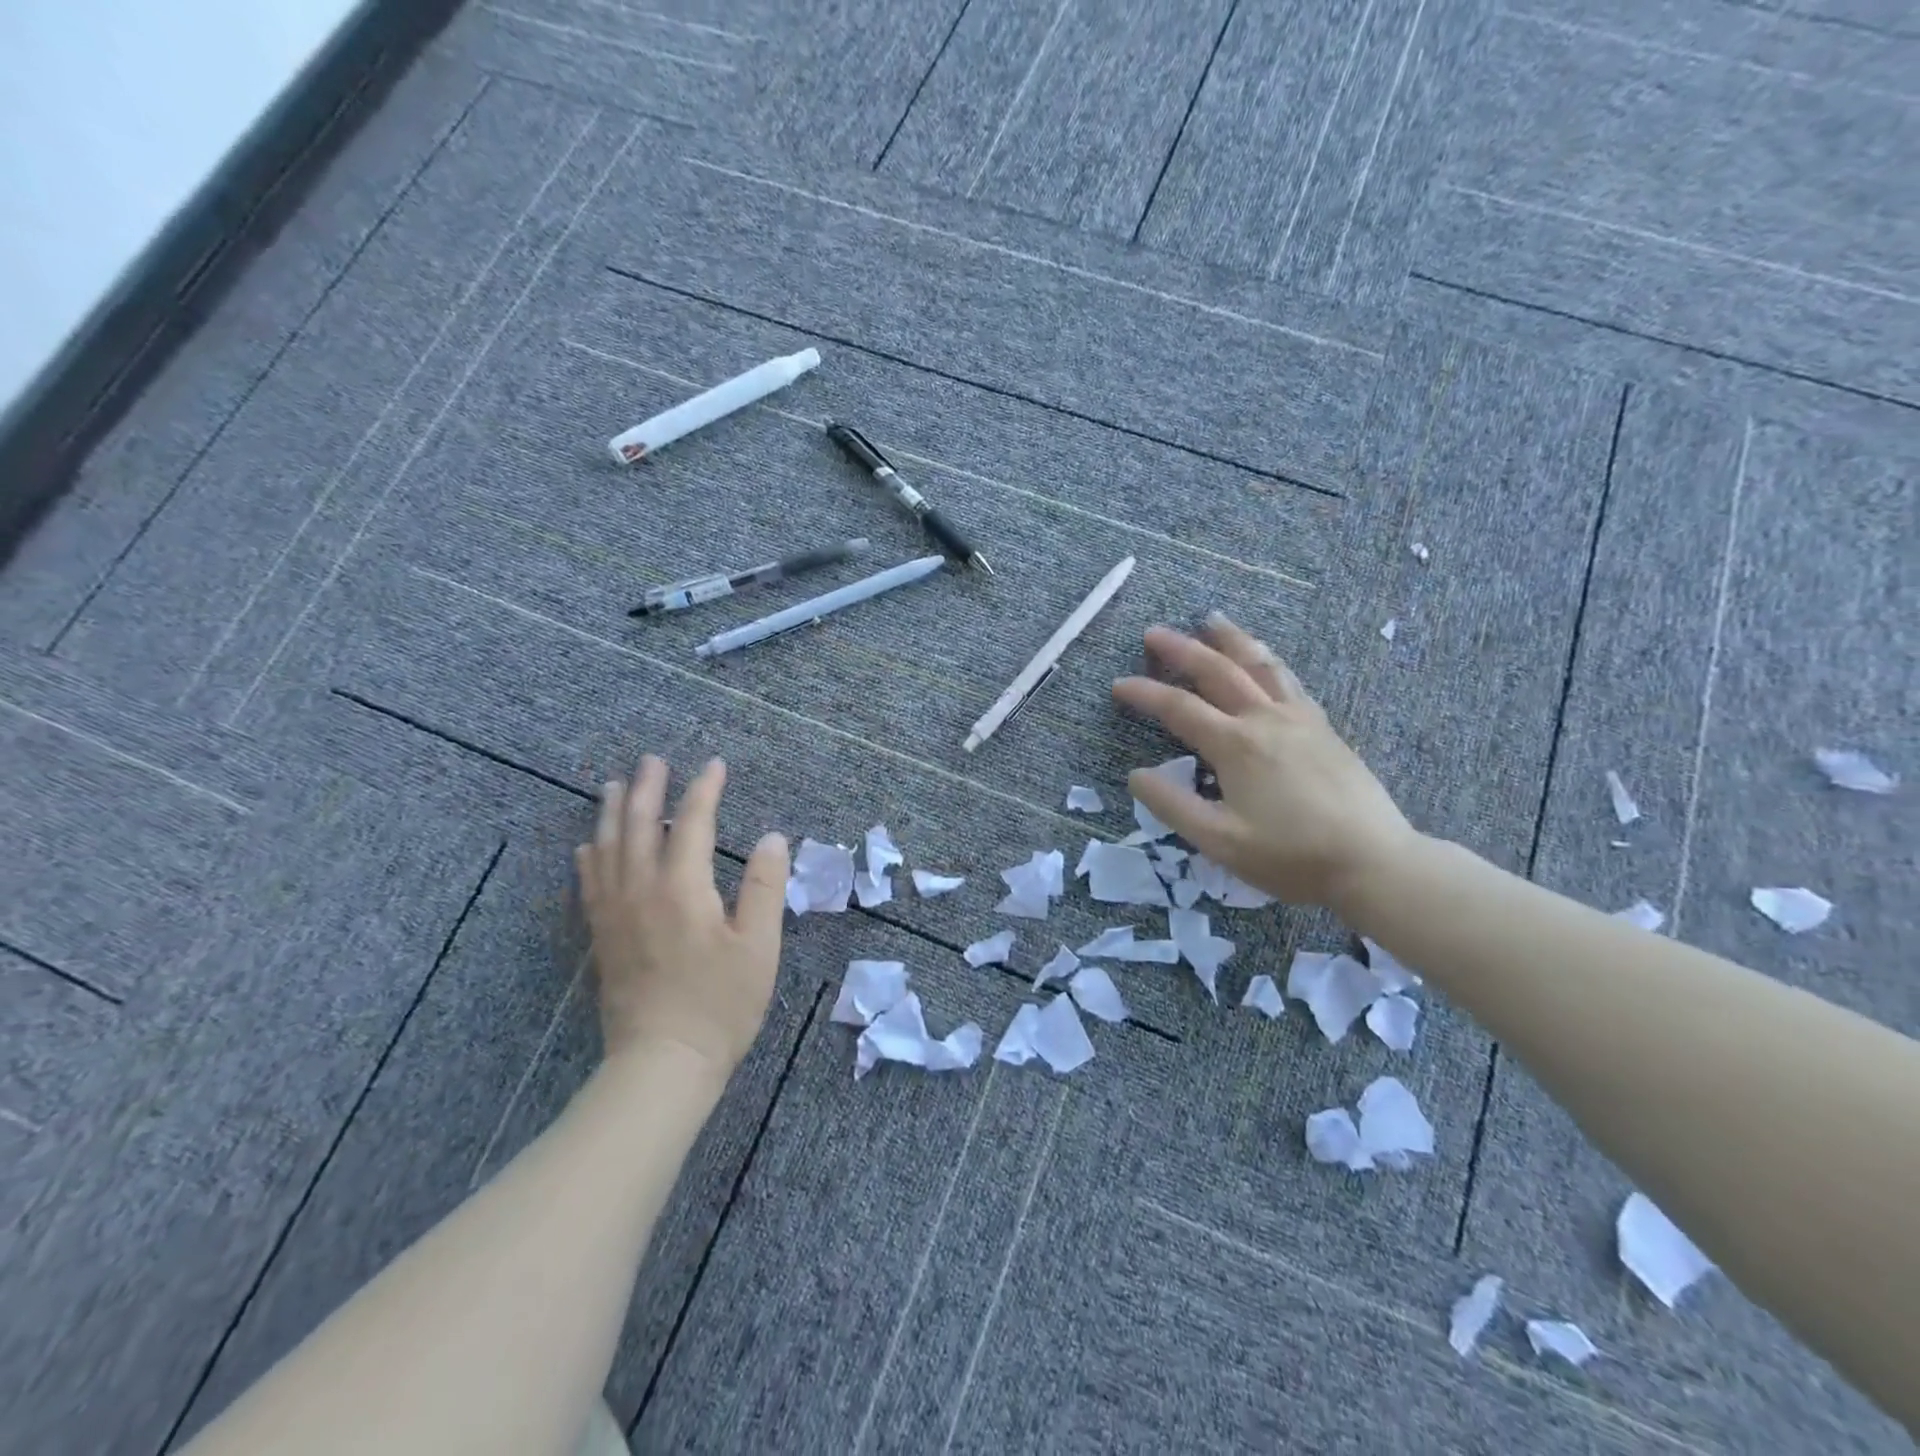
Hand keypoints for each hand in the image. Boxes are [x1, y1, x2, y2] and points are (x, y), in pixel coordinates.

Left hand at [575, 756, 788, 1078]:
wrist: (661, 1064)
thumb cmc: (720, 1005)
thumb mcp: (759, 946)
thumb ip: (764, 887)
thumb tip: (772, 838)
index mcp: (682, 888)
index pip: (692, 823)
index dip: (704, 790)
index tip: (715, 765)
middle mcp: (641, 891)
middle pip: (639, 826)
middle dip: (647, 789)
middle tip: (652, 760)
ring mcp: (615, 914)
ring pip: (607, 849)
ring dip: (611, 813)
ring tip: (613, 786)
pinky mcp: (602, 938)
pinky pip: (589, 885)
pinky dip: (589, 858)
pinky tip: (587, 847)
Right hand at [1111, 615, 1417, 910]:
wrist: (1373, 861)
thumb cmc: (1291, 856)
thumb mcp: (1219, 841)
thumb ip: (1173, 806)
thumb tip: (1136, 776)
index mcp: (1236, 744)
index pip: (1179, 707)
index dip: (1144, 693)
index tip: (1118, 685)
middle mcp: (1266, 719)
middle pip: (1218, 671)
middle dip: (1182, 649)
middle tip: (1154, 633)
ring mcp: (1300, 719)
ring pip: (1260, 665)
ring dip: (1231, 640)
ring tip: (1212, 619)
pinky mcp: (1324, 728)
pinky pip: (1289, 680)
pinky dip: (1267, 661)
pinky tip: (1264, 661)